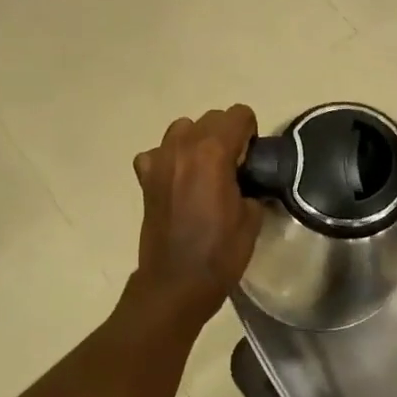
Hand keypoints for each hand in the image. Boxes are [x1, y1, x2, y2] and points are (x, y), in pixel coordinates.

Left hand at [130, 105, 263, 322]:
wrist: (177, 282)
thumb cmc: (220, 252)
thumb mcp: (252, 217)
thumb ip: (250, 184)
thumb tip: (246, 178)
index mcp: (213, 152)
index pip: (238, 115)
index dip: (251, 134)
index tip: (252, 159)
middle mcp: (183, 146)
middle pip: (210, 119)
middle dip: (226, 135)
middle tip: (233, 167)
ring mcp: (159, 160)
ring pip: (182, 129)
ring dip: (197, 142)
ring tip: (205, 171)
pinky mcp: (145, 178)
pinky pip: (157, 153)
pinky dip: (169, 160)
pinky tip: (178, 182)